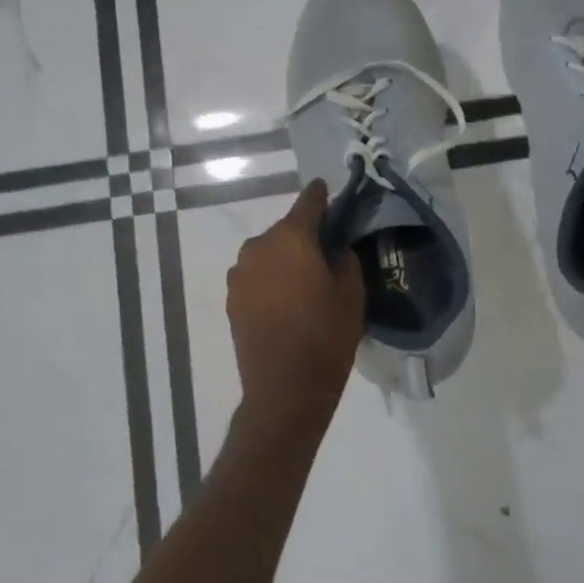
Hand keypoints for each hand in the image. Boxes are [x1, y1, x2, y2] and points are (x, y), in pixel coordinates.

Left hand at [227, 180, 365, 443]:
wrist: (284, 390)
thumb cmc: (326, 338)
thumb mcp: (352, 295)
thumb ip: (344, 259)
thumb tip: (335, 247)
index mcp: (291, 238)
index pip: (309, 202)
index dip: (322, 196)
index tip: (330, 192)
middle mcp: (259, 246)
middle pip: (287, 230)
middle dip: (305, 236)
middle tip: (326, 254)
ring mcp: (240, 273)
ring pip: (269, 253)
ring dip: (285, 259)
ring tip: (305, 283)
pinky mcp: (232, 298)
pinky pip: (256, 276)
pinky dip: (270, 279)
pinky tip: (286, 302)